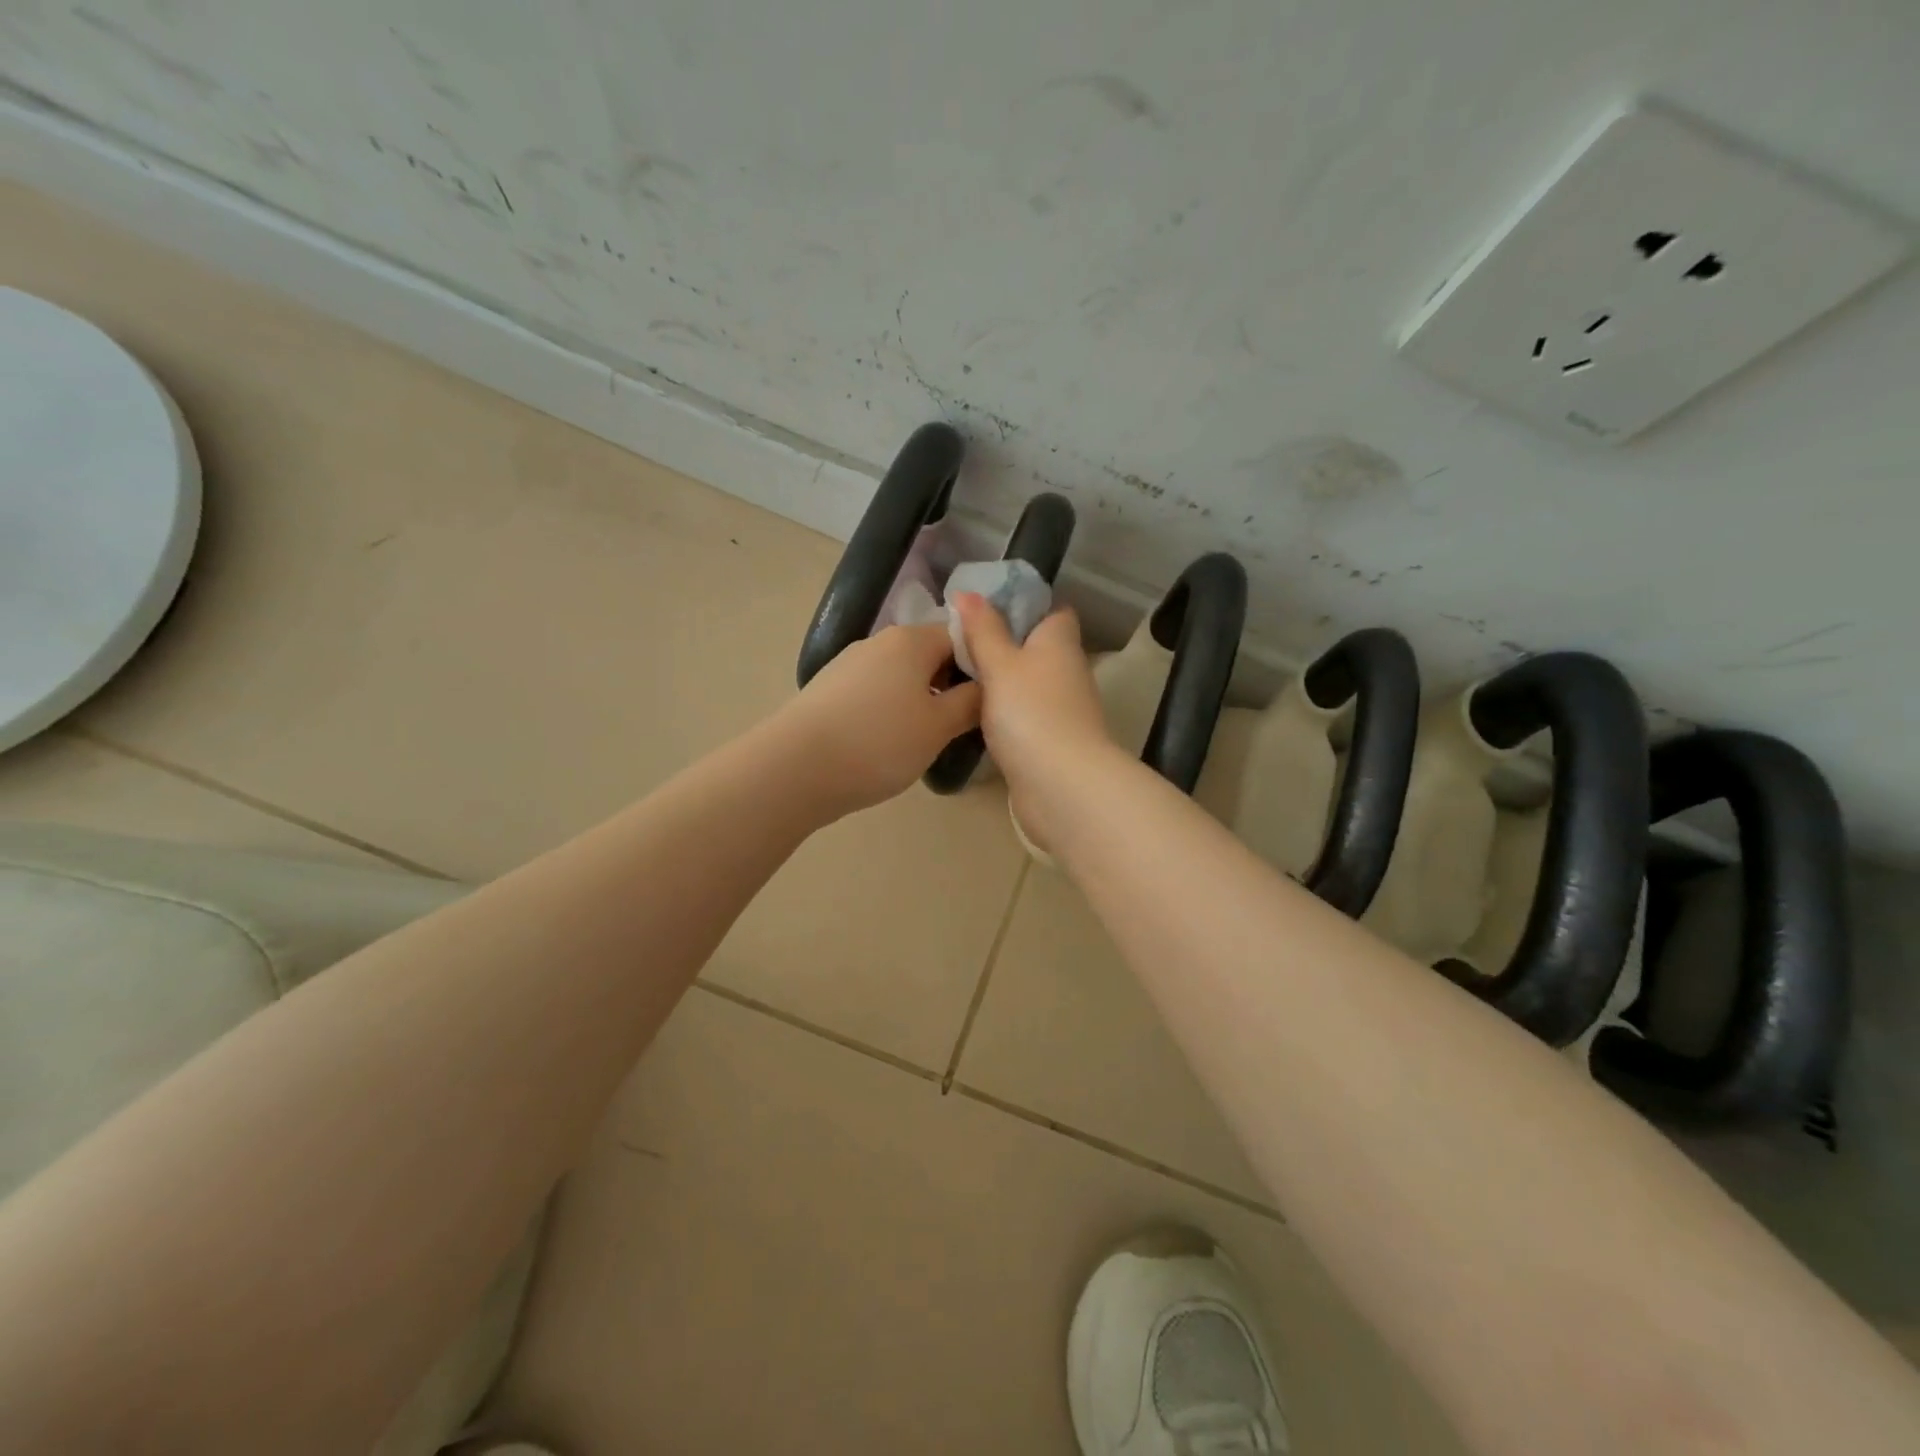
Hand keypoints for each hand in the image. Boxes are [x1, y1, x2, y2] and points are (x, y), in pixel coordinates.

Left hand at [775, 623, 981, 817]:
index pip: (961, 636)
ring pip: (900, 675)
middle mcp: (878, 641)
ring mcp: (849, 664)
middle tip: (963, 724)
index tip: (989, 701)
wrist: (796, 769)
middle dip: (949, 684)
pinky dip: (890, 710)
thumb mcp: (939, 727)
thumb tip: (988, 686)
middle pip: (929, 654)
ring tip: (926, 738)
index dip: (981, 665)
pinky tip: (888, 743)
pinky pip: (874, 692)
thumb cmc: (880, 742)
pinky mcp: (829, 690)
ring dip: (919, 699)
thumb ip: (971, 702)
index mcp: (911, 640)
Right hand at [951, 594, 1116, 848]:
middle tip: (959, 644)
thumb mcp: (1000, 664)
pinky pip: (1025, 715)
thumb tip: (968, 593)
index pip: (1052, 611)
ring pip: (1029, 683)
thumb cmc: (1031, 712)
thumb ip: (983, 630)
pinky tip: (974, 715)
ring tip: (957, 676)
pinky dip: (1005, 713)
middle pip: (1037, 648)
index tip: (985, 609)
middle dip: (1004, 645)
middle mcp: (1068, 670)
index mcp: (1060, 642)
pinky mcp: (1053, 740)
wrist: (1061, 785)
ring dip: (1002, 681)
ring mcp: (1063, 708)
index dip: (1023, 606)